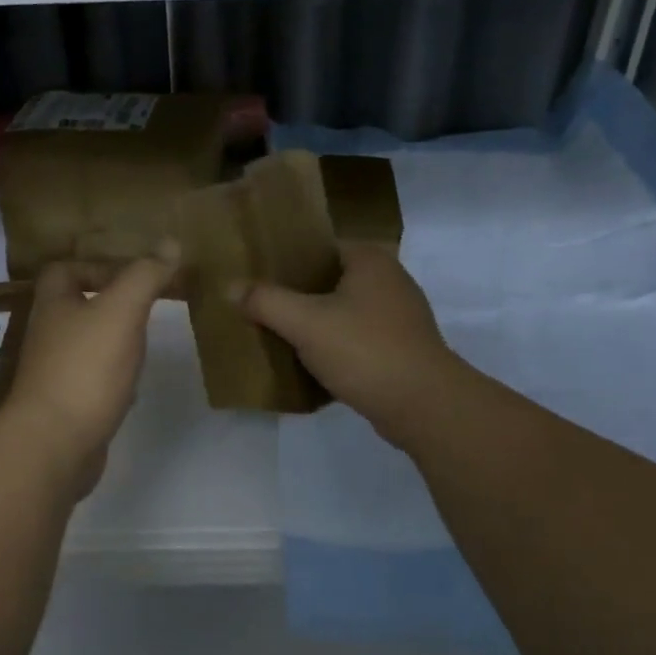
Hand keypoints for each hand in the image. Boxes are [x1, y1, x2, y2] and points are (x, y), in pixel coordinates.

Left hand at [2, 246, 179, 496]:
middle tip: (147, 304)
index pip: (64, 270)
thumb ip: (145, 276)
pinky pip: (91, 379)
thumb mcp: (122, 311)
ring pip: (85, 344)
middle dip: (110, 302)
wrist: (55, 445)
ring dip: (113, 339)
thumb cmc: (86, 368)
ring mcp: (54, 373)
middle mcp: (48, 335)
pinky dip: (112, 376)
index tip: (133, 274)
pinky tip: (134, 383)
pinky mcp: (66, 405)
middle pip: (75, 307)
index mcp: (54, 305)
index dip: (95, 265)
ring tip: (145, 339)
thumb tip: (171, 243)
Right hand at [238, 243, 462, 441]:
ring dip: (316, 325)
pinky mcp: (402, 350)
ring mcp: (400, 317)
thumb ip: (266, 301)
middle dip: (298, 296)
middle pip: (330, 281)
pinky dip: (336, 349)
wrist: (423, 405)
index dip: (288, 260)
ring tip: (279, 336)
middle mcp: (390, 281)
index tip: (258, 276)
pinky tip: (310, 365)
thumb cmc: (364, 350)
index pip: (320, 248)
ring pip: (344, 314)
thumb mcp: (305, 323)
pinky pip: (358, 341)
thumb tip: (231, 287)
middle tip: (261, 308)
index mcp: (370, 261)